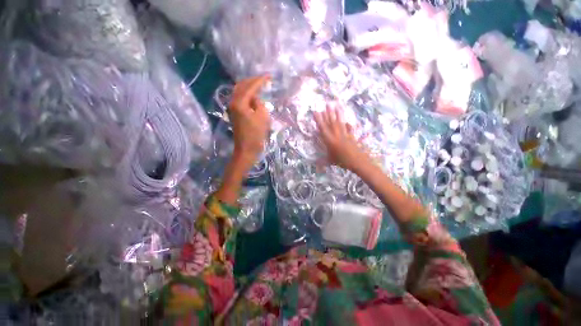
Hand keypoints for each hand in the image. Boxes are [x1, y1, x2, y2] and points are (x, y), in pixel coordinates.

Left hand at [229, 75, 270, 167]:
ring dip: (249, 86)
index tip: (269, 76)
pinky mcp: (235, 113)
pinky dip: (247, 94)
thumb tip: (255, 99)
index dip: (260, 80)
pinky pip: (240, 98)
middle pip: (241, 86)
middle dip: (252, 81)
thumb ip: (259, 103)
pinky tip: (253, 95)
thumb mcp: (262, 117)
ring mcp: (232, 108)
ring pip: (239, 92)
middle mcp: (233, 102)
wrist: (246, 149)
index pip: (250, 87)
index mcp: (239, 103)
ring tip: (259, 84)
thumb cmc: (256, 134)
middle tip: (263, 79)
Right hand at [314, 106, 368, 171]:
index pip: (323, 128)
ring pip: (340, 122)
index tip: (316, 112)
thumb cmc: (343, 162)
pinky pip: (349, 128)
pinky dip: (348, 125)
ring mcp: (345, 134)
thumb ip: (323, 161)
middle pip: (332, 122)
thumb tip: (316, 163)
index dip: (319, 120)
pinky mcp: (352, 136)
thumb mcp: (331, 161)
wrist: (358, 162)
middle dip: (329, 113)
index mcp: (330, 141)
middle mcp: (337, 135)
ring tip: (337, 106)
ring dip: (338, 114)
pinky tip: (347, 121)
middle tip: (327, 104)